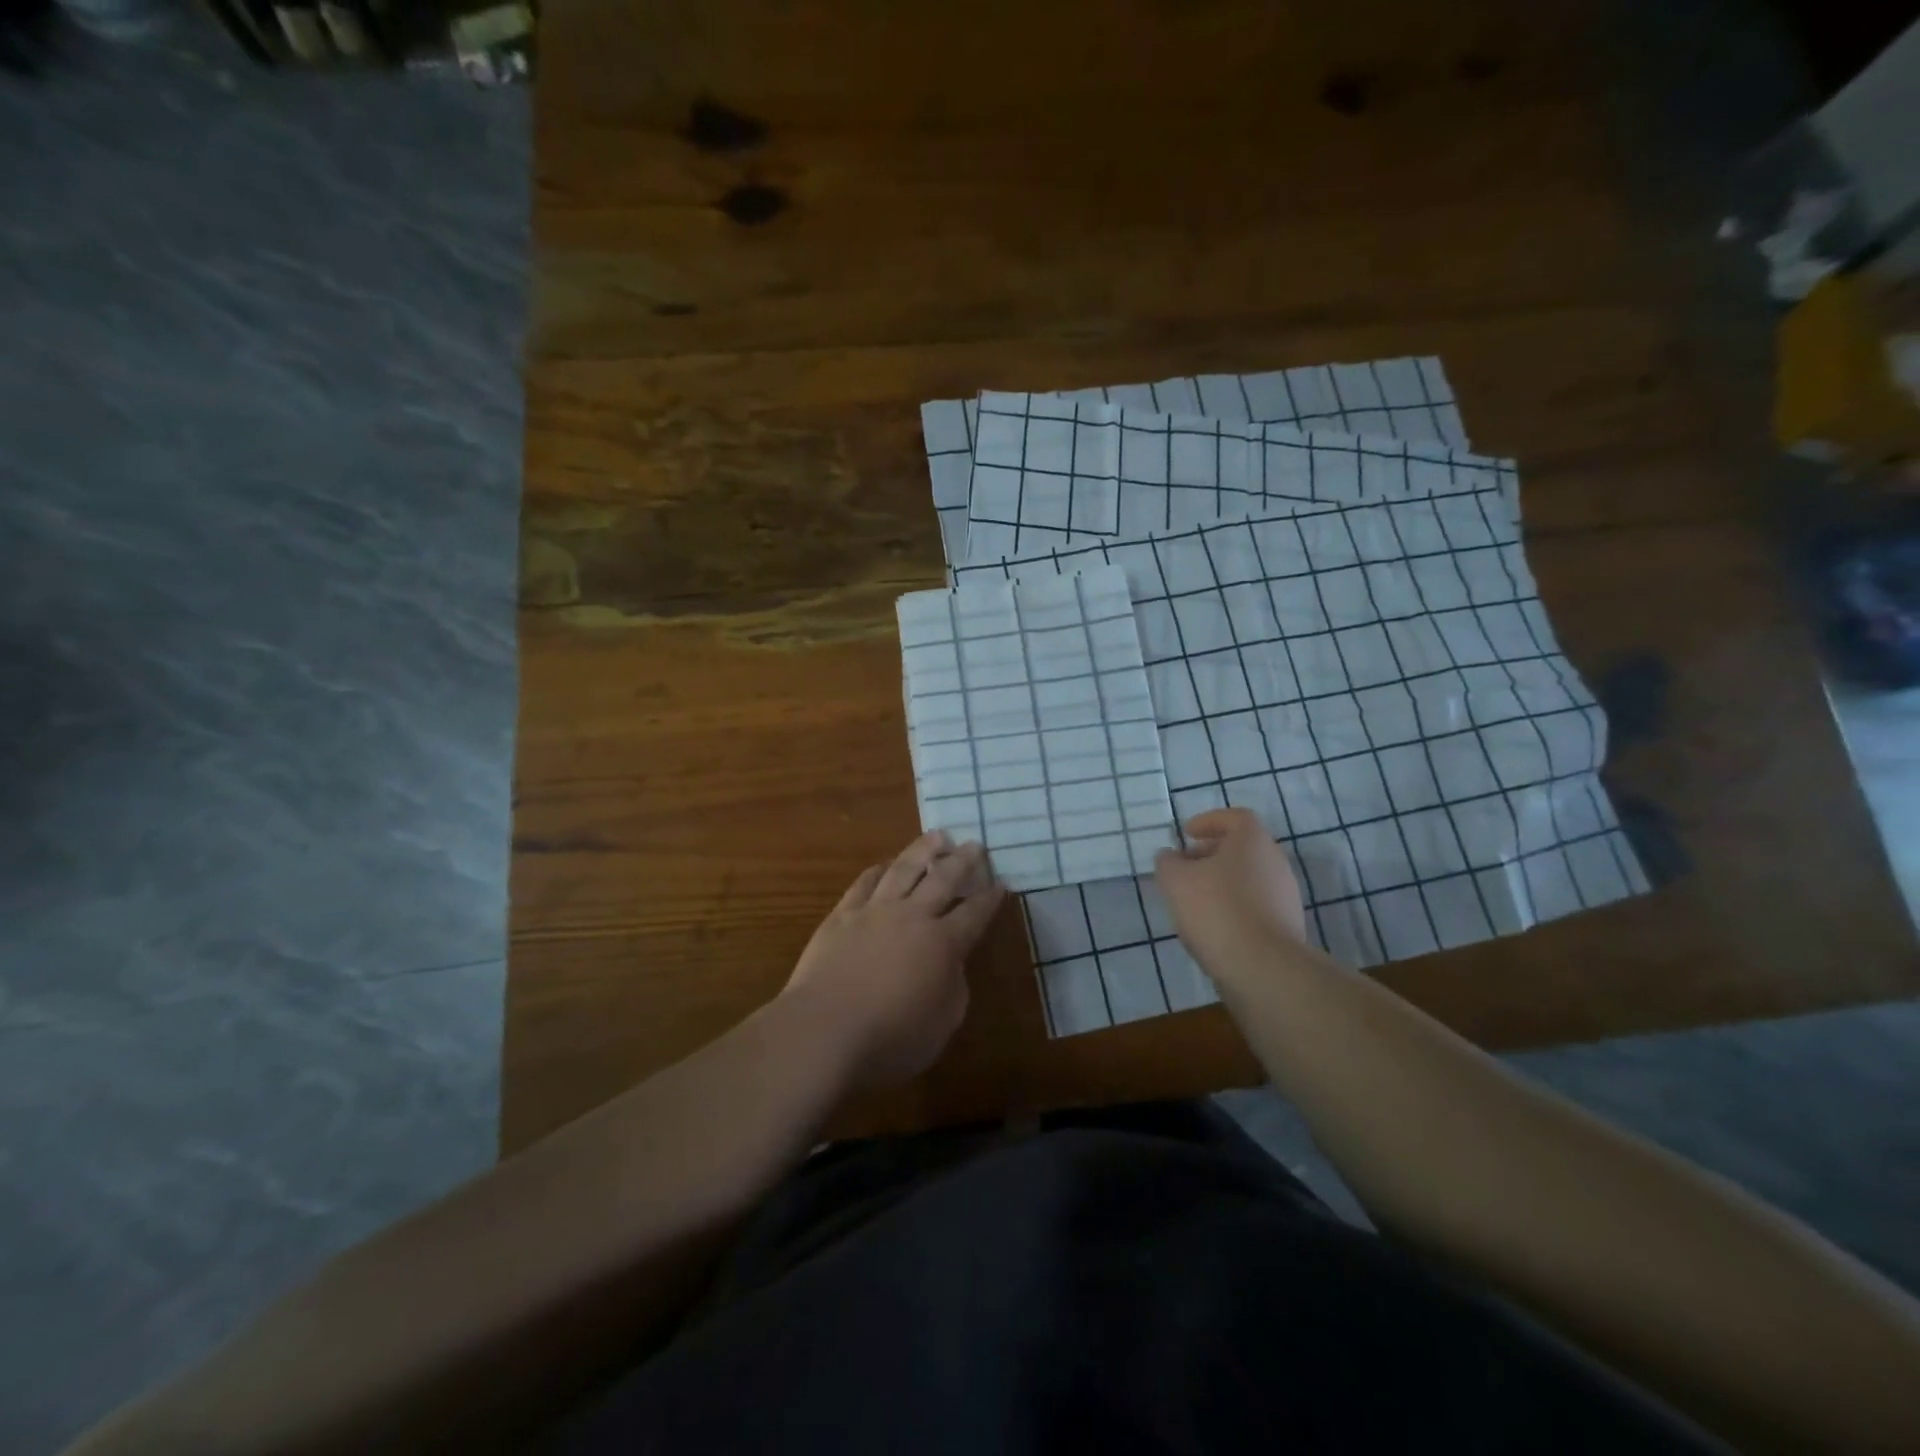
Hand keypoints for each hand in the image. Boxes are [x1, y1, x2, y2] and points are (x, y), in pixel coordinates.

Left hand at [783, 830, 1005, 1088]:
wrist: (824, 1030)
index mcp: (943, 943)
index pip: (974, 914)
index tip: (1000, 884)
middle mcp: (912, 917)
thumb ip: (953, 987)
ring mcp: (874, 912)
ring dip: (923, 850)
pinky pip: (864, 884)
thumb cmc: (891, 1038)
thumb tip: (949, 964)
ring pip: (904, 870)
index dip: (989, 899)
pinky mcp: (842, 916)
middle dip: (962, 861)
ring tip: (936, 836)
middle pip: (942, 879)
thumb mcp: (943, 1023)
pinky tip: (884, 864)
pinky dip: (877, 870)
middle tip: (974, 844)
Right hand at [1154, 808, 1308, 974]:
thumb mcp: (1176, 880)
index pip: (1234, 818)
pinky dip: (1233, 906)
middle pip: (1242, 848)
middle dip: (1211, 854)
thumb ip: (1168, 862)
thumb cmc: (1217, 909)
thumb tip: (1170, 857)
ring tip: (1194, 900)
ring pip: (1248, 877)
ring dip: (1221, 882)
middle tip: (1185, 867)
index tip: (1187, 834)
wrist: (1264, 967)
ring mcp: (1285, 895)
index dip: (1208, 821)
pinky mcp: (1287, 925)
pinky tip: (1213, 925)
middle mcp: (1275, 862)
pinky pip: (1255, 904)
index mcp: (1253, 841)